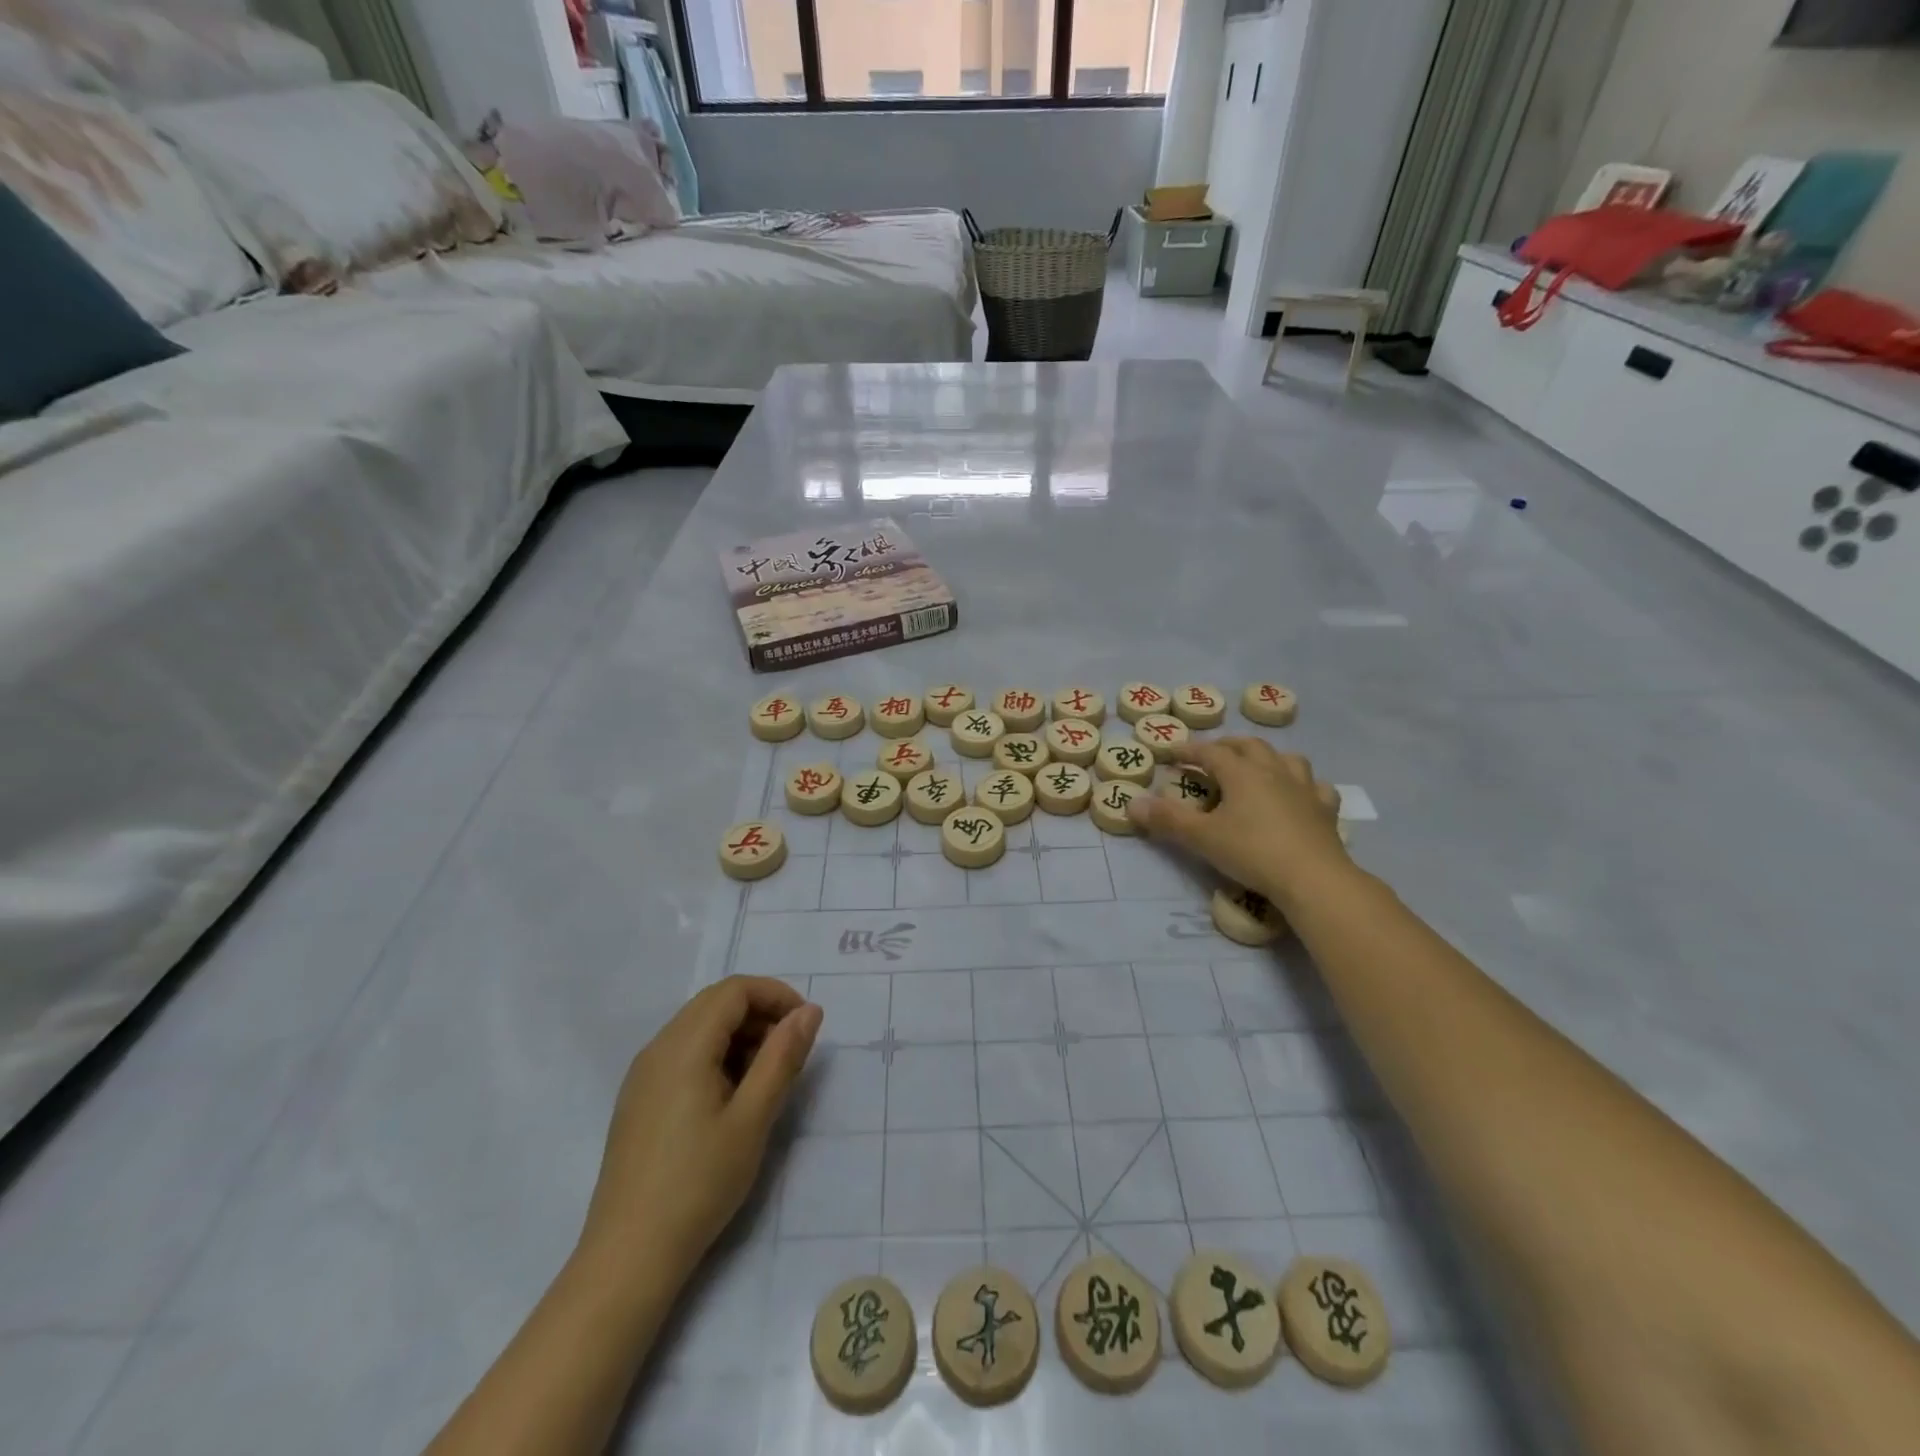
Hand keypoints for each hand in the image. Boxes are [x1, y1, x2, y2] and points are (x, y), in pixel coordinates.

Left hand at [580, 977, 821, 1284]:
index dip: (775, 994)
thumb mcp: (753, 1118)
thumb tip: (809, 1010)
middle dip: (759, 1013)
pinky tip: (730, 1097)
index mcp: (684, 1046)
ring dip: (739, 1035)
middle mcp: (658, 1048)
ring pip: (698, 1027)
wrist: (628, 1256)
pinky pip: (682, 1053)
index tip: (805, 1025)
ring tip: (764, 1078)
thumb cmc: (699, 1183)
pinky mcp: (638, 1099)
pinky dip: (715, 1055)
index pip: (734, 990)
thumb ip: (783, 1057)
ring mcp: (643, 1074)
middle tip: (789, 1051)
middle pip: (715, 1003)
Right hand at [1128, 738, 1352, 910]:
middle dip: (1227, 746)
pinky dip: (1304, 785)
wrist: (1314, 879)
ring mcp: (1304, 788)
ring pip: (1286, 758)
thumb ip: (1167, 819)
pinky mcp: (1326, 810)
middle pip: (1249, 745)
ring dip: (1267, 757)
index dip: (1189, 749)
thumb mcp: (1202, 838)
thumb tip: (1132, 803)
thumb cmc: (1252, 852)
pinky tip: (1300, 795)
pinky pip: (1316, 787)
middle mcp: (1274, 771)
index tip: (1171, 752)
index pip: (1210, 751)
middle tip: (1211, 755)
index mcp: (1242, 772)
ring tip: (1256, 768)